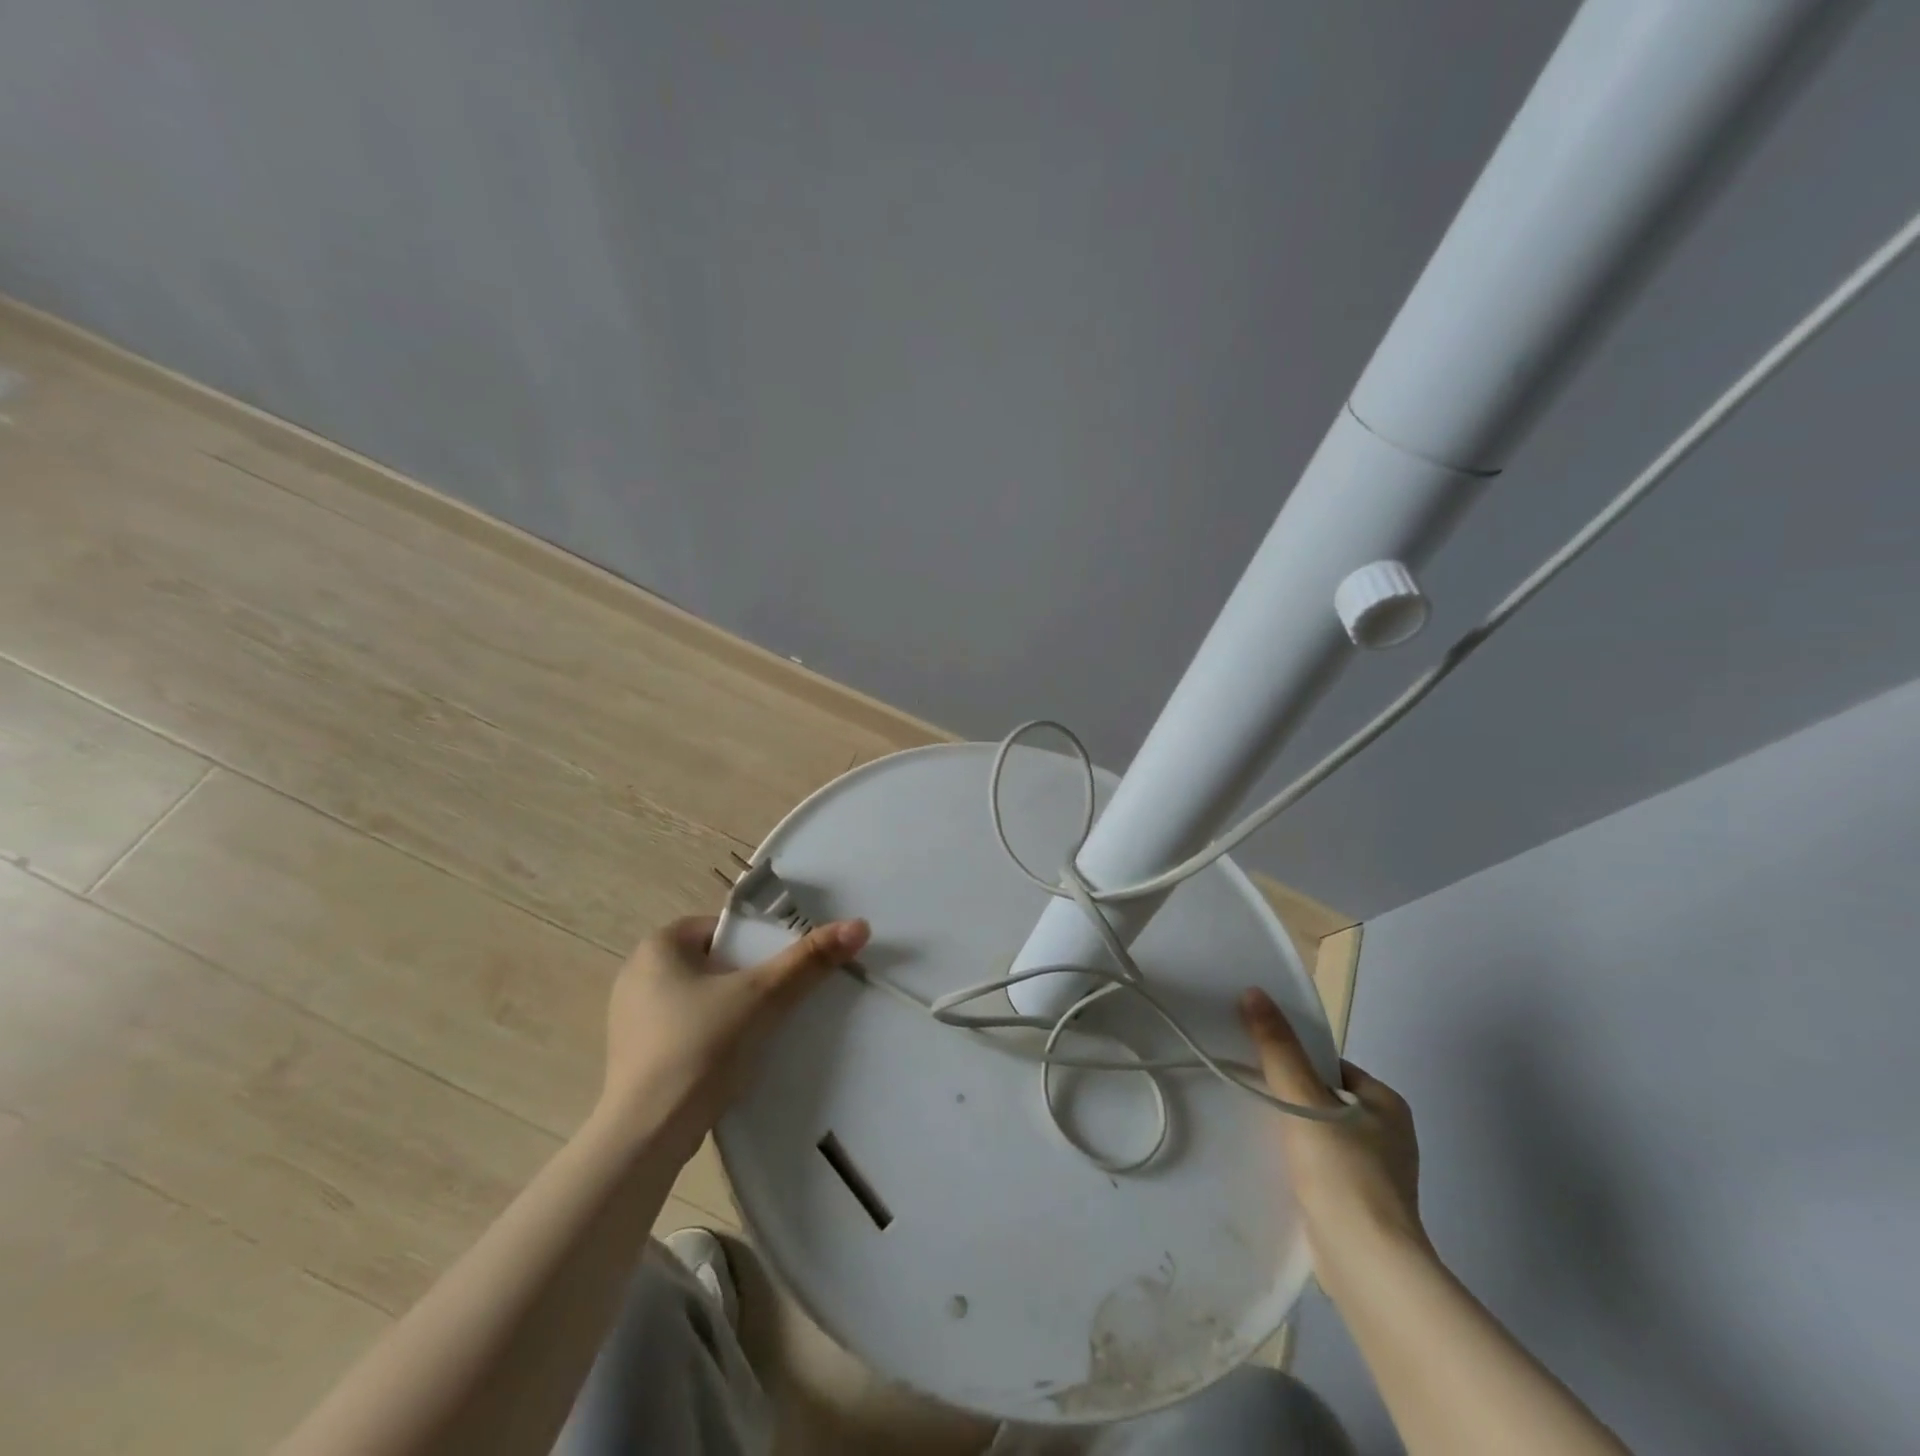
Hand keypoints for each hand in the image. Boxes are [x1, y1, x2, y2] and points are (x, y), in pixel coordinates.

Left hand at [597, 914, 870, 1156]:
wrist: (647, 1135)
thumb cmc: (700, 1047)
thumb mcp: (763, 996)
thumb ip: (809, 959)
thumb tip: (859, 925)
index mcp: (658, 946)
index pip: (722, 929)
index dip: (757, 944)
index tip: (782, 970)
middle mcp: (636, 973)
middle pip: (713, 962)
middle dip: (746, 978)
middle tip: (779, 999)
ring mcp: (630, 1018)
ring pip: (699, 998)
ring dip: (730, 1009)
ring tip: (761, 1030)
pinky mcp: (634, 1055)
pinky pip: (684, 1029)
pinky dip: (709, 1036)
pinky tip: (731, 1059)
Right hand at [1239, 987, 1429, 1283]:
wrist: (1367, 1265)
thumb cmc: (1343, 1171)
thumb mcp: (1303, 1099)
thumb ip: (1278, 1048)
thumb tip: (1254, 992)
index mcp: (1387, 1104)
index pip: (1331, 1066)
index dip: (1296, 1060)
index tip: (1260, 1063)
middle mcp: (1389, 1135)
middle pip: (1324, 1099)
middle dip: (1291, 1096)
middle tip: (1251, 1091)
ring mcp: (1377, 1174)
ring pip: (1322, 1134)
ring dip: (1292, 1131)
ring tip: (1254, 1127)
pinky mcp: (1360, 1207)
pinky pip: (1322, 1167)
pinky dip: (1299, 1162)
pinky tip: (1273, 1166)